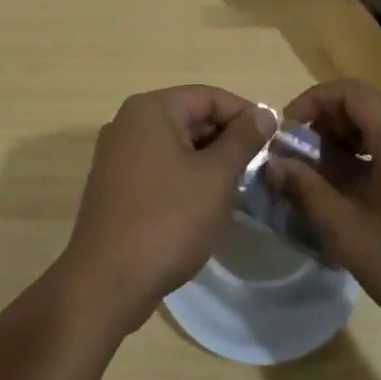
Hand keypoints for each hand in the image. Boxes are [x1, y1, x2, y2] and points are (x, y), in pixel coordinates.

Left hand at [59, 86, 275, 331]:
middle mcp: (128, 122)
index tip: (274, 142)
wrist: (107, 282)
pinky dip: (186, 177)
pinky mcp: (116, 184)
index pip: (209, 97)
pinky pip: (160, 166)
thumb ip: (242, 140)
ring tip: (238, 189)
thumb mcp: (215, 177)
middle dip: (227, 140)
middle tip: (259, 169)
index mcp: (151, 109)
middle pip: (191, 117)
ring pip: (176, 144)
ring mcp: (118, 154)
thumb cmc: (167, 220)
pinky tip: (205, 205)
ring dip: (209, 161)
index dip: (245, 115)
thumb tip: (264, 114)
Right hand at [274, 79, 380, 352]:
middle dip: (325, 124)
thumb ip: (308, 191)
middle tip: (298, 160)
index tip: (285, 135)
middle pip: (364, 105)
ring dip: (345, 142)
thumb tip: (276, 164)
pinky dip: (368, 157)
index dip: (310, 103)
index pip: (348, 92)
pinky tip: (354, 196)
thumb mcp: (350, 233)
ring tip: (320, 180)